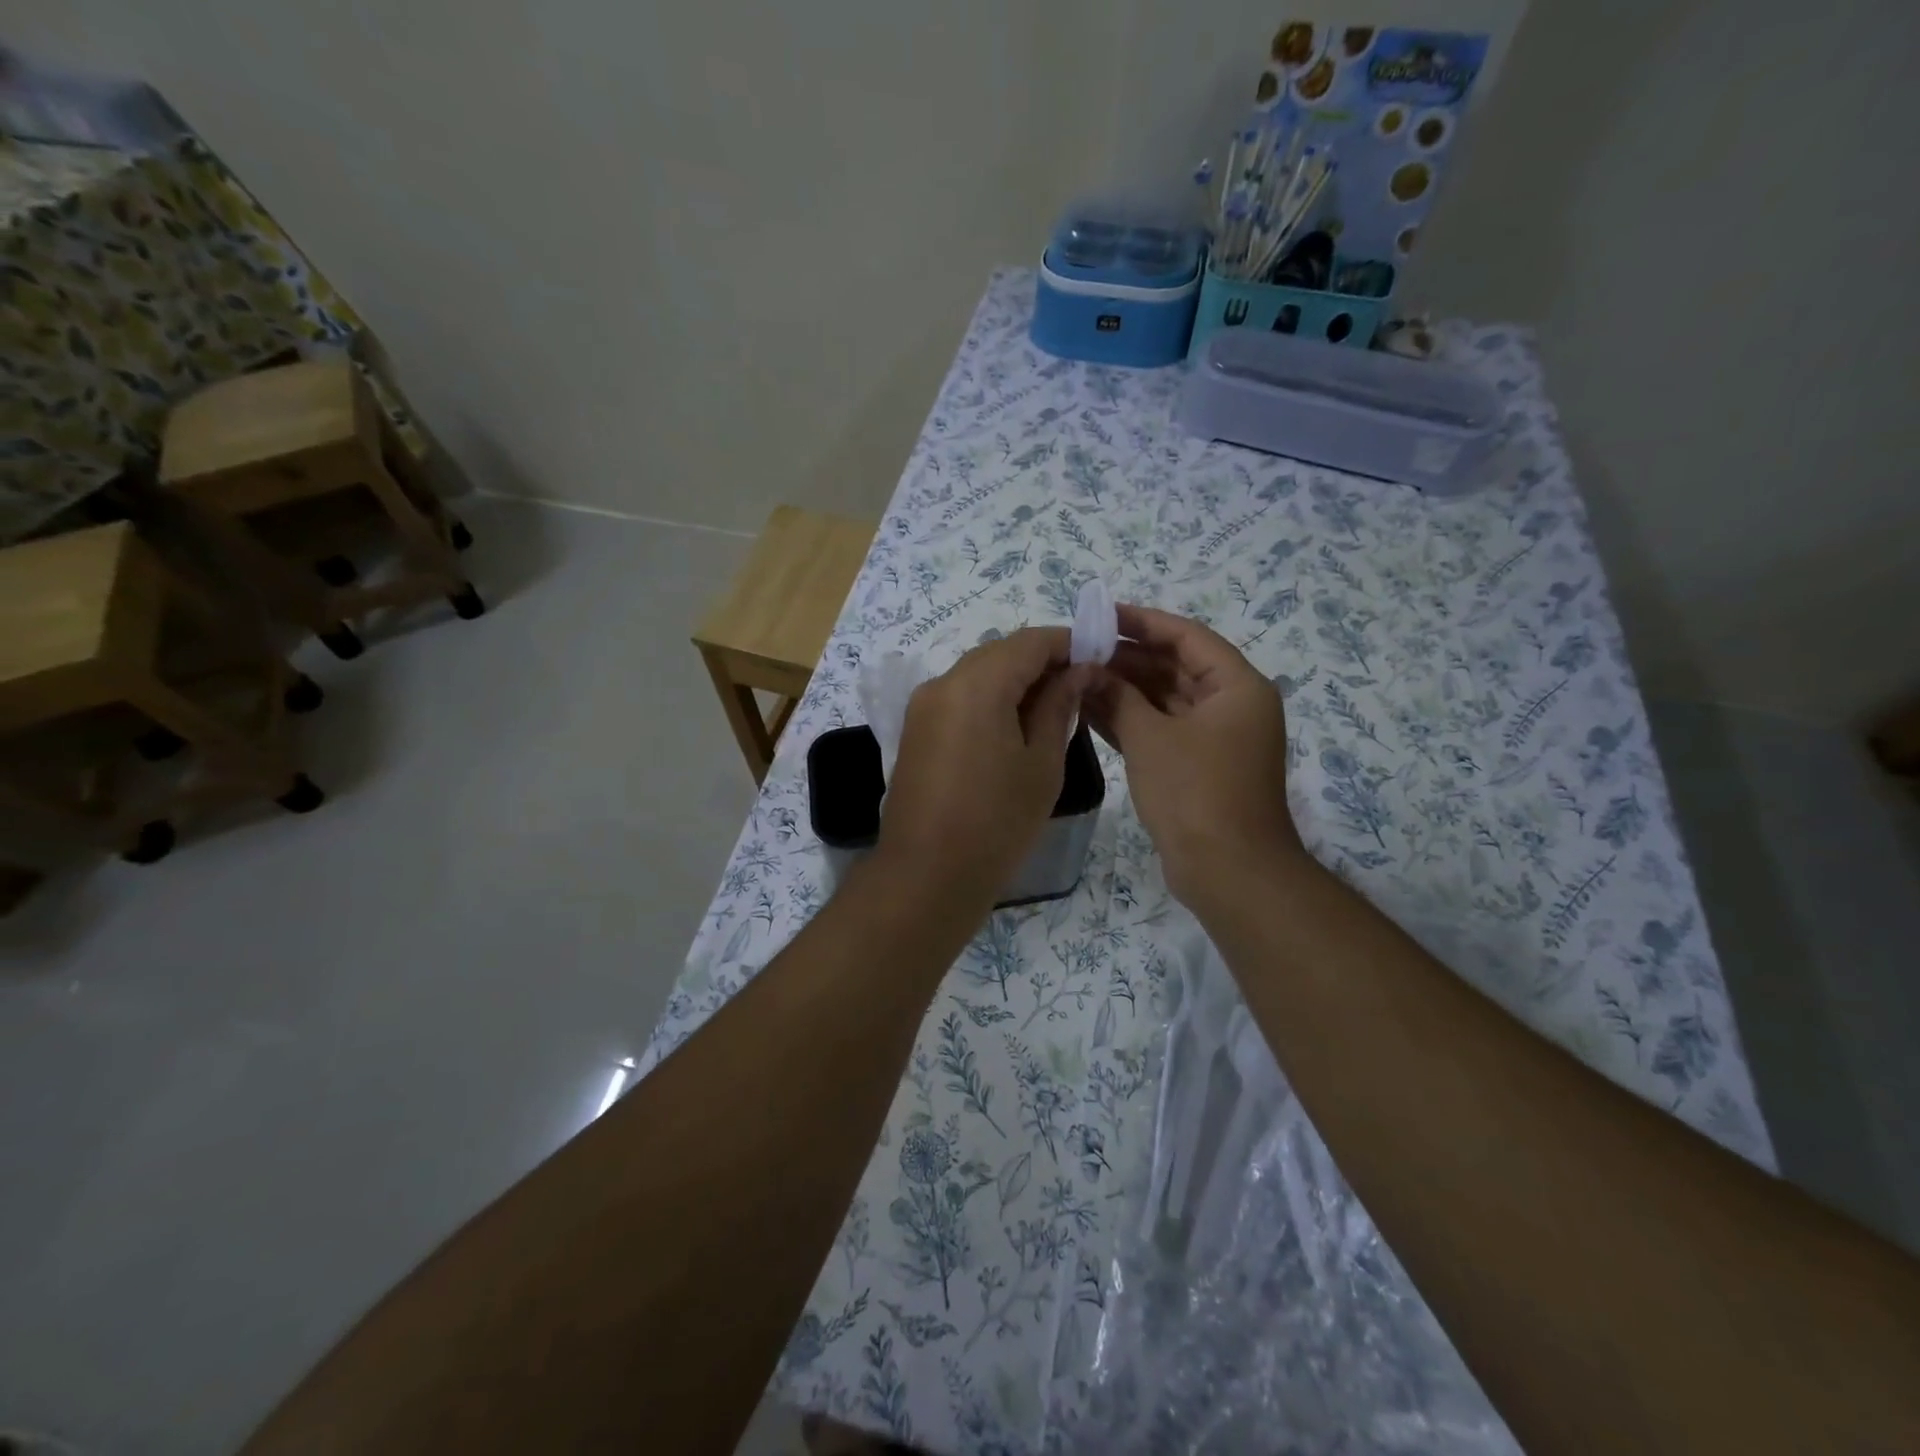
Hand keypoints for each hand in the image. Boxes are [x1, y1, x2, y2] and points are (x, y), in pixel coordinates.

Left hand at [878, 628, 1086, 901]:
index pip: (1029, 641)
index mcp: (976, 684)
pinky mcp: (916, 731)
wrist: (927, 876)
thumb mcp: (1042, 763)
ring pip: (978, 674)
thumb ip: (1059, 706)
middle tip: (1081, 685)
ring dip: (1016, 681)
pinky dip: (991, 700)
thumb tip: (1077, 671)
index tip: (1100, 656)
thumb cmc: (997, 822)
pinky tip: (1016, 726)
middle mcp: (942, 683)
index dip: (1068, 643)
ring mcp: (922, 707)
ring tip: (1054, 708)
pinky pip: (960, 698)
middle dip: (1042, 661)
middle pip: (999, 653)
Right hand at [1087, 605, 1303, 905]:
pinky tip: (1090, 710)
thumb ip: (1118, 697)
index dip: (1143, 622)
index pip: (1187, 637)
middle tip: (1079, 649)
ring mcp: (1215, 738)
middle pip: (1175, 667)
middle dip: (1127, 659)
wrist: (1228, 871)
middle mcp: (1231, 706)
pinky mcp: (1197, 766)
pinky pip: (1162, 730)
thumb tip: (1089, 671)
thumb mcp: (1150, 738)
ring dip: (1124, 690)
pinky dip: (1131, 721)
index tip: (1101, 614)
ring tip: (1076, 675)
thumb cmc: (1195, 792)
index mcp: (1236, 687)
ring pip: (1165, 700)